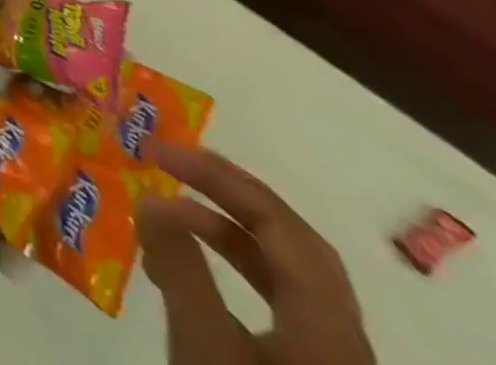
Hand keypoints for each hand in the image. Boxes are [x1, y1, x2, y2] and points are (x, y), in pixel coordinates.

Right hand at [136, 142, 376, 364]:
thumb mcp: (205, 347)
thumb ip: (178, 266)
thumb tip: (152, 199)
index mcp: (329, 323)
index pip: (279, 221)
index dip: (219, 176)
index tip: (157, 151)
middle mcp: (342, 339)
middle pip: (291, 246)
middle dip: (226, 198)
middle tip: (168, 169)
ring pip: (283, 281)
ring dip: (224, 237)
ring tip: (166, 221)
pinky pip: (276, 311)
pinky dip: (230, 277)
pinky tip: (191, 283)